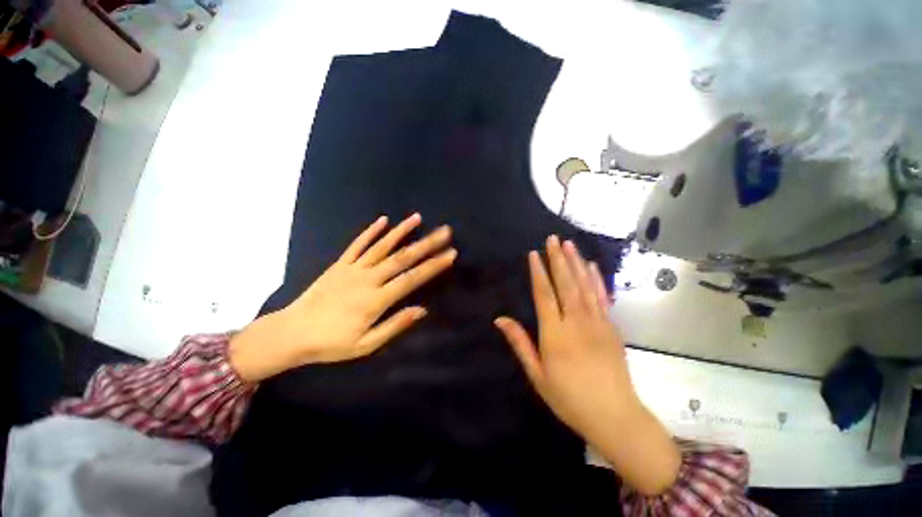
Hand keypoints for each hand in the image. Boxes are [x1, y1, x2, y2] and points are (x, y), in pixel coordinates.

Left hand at [230, 213, 455, 382]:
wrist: (291, 333)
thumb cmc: (331, 343)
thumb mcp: (366, 345)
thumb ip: (395, 325)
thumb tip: (422, 310)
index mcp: (376, 299)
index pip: (412, 278)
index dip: (433, 266)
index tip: (451, 254)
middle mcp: (368, 278)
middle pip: (402, 257)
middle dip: (427, 243)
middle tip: (444, 231)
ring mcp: (352, 268)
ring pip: (382, 245)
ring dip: (401, 231)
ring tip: (417, 218)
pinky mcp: (339, 264)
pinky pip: (357, 244)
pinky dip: (371, 231)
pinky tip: (383, 220)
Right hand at [494, 235, 679, 494]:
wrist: (614, 416)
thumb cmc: (569, 398)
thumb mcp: (537, 375)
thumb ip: (519, 343)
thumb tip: (500, 319)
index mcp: (555, 334)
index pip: (544, 295)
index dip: (538, 273)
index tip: (534, 254)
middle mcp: (576, 323)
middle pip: (565, 284)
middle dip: (558, 259)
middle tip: (553, 239)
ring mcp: (598, 323)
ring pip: (584, 286)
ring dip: (576, 263)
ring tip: (569, 244)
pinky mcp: (612, 327)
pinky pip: (602, 297)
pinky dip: (596, 279)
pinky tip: (591, 266)